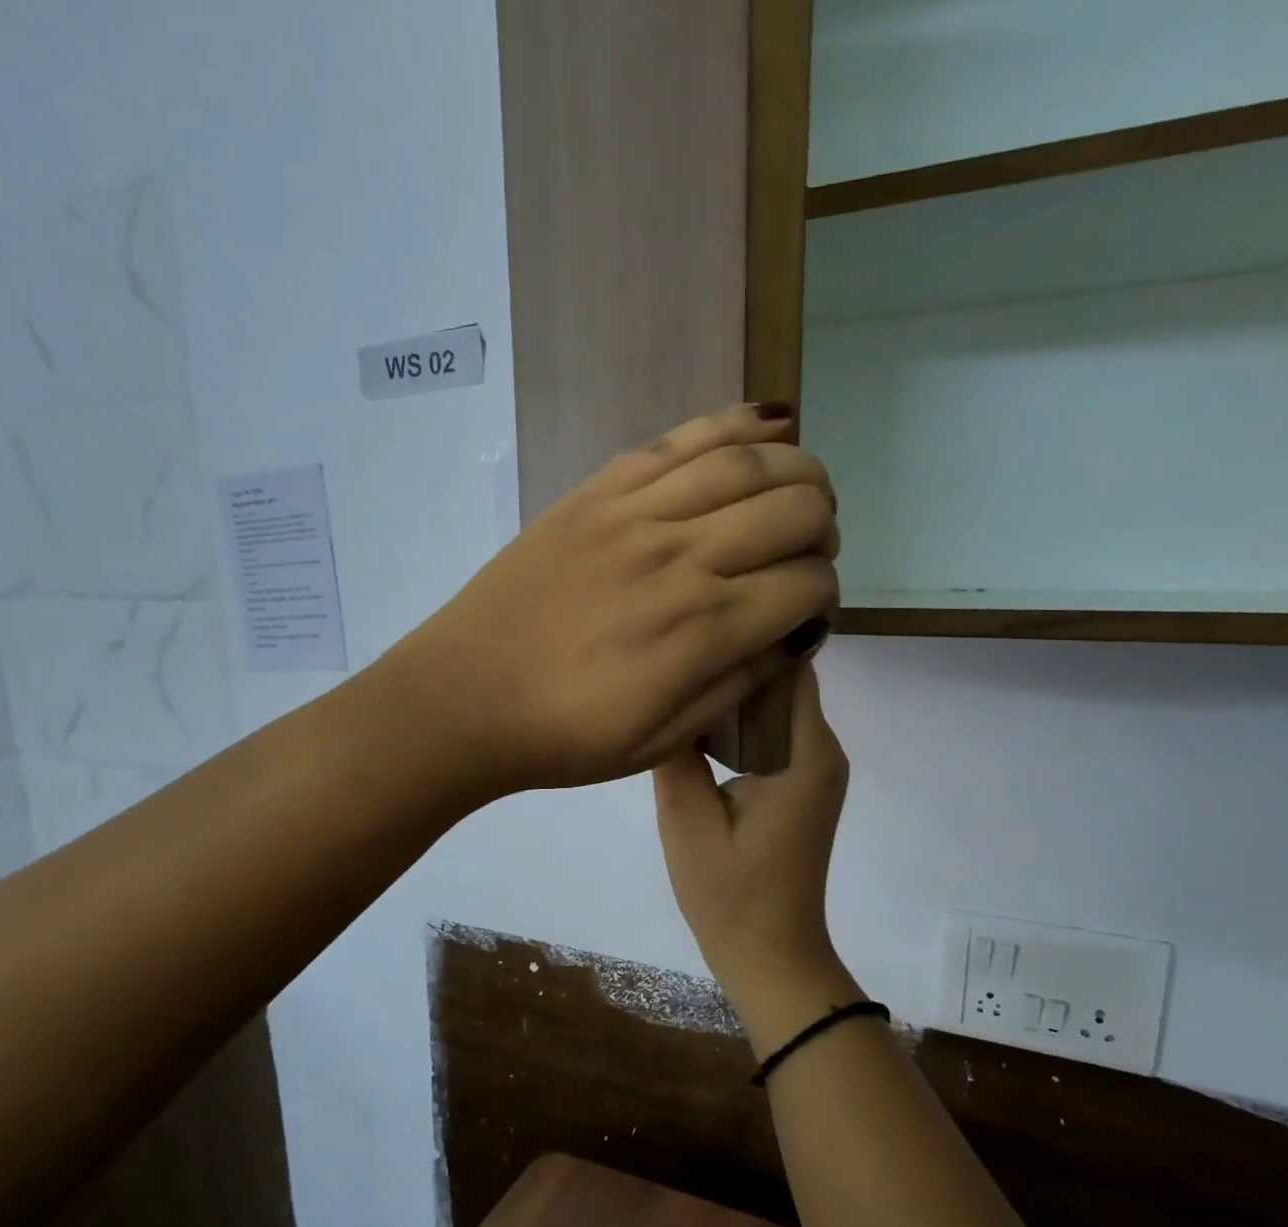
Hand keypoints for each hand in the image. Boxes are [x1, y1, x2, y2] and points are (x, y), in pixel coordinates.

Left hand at [386, 404, 838, 795]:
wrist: (463, 700)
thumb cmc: (565, 737)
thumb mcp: (663, 741)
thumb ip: (738, 683)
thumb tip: (792, 634)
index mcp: (704, 628)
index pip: (806, 584)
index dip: (824, 595)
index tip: (809, 611)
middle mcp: (682, 557)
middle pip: (794, 509)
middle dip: (823, 529)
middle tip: (809, 553)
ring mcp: (636, 513)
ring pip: (748, 461)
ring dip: (798, 469)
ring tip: (803, 489)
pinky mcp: (597, 491)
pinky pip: (680, 440)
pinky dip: (735, 425)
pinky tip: (768, 424)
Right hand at [653, 663, 848, 991]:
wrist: (769, 955)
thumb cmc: (731, 893)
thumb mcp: (687, 820)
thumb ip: (674, 753)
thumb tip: (663, 692)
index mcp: (809, 753)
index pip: (790, 668)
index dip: (749, 640)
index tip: (699, 624)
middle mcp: (823, 753)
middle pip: (783, 684)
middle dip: (735, 664)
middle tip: (675, 651)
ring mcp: (814, 772)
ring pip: (774, 710)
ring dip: (734, 697)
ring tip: (679, 681)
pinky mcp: (800, 789)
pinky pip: (771, 737)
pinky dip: (739, 726)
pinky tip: (697, 728)